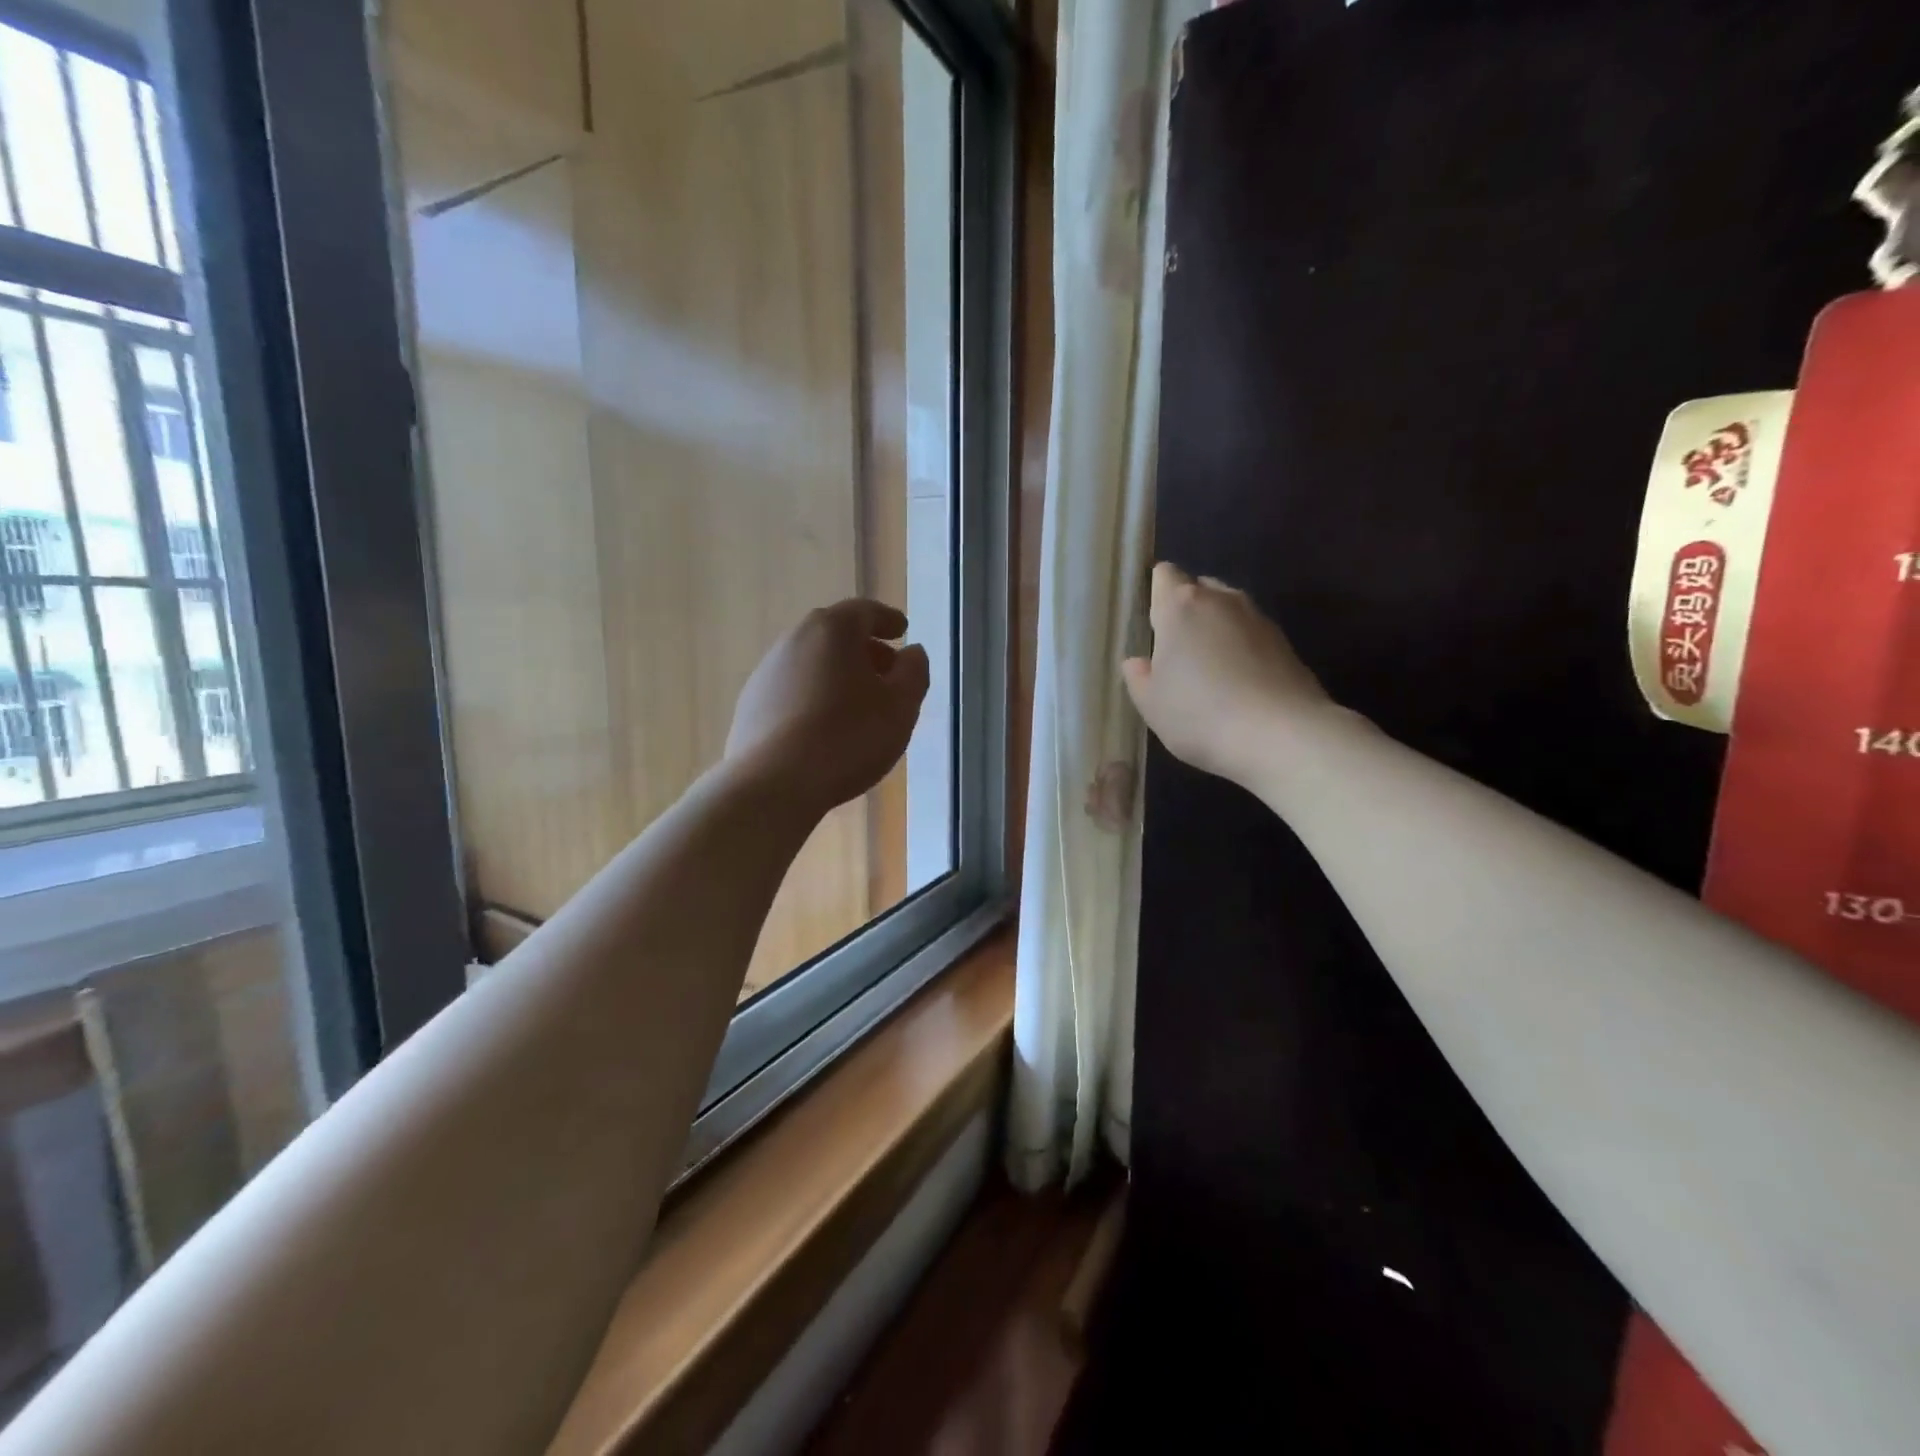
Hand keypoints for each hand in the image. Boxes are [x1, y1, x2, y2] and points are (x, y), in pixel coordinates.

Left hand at [725, 599, 930, 816]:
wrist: (775, 783)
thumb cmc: (849, 737)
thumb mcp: (901, 706)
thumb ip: (914, 672)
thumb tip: (913, 653)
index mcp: (832, 630)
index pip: (865, 611)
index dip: (888, 620)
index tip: (903, 630)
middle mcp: (794, 640)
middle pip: (835, 635)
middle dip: (864, 650)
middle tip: (887, 672)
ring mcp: (766, 673)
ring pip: (811, 663)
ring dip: (837, 675)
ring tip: (858, 705)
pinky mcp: (751, 706)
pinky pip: (793, 691)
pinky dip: (814, 697)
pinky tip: (825, 727)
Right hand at [1122, 563, 1332, 786]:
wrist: (1281, 735)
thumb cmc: (1199, 714)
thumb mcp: (1151, 704)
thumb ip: (1139, 677)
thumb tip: (1137, 662)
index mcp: (1180, 606)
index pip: (1164, 575)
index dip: (1156, 593)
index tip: (1151, 623)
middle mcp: (1221, 600)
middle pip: (1199, 588)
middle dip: (1187, 610)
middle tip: (1176, 650)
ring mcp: (1258, 618)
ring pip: (1229, 610)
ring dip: (1216, 629)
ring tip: (1209, 668)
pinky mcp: (1286, 643)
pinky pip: (1252, 635)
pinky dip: (1242, 649)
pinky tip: (1238, 684)